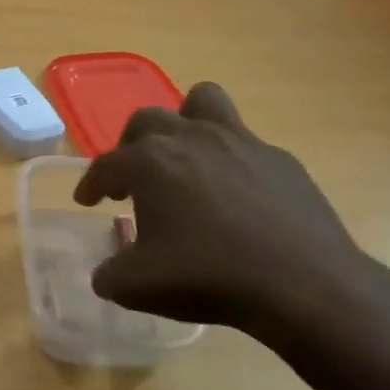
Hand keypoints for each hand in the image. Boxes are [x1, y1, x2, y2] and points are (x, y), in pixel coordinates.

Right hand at [73, 83, 386, 339]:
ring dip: (183, 122)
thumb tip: (106, 272)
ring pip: (202, 102)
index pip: (105, 165)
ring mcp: (240, 142)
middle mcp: (190, 139)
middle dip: (130, 147)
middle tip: (132, 181)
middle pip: (147, 121)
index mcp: (150, 163)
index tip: (87, 201)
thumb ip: (109, 274)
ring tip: (182, 157)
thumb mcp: (136, 287)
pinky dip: (228, 160)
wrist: (303, 284)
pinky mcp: (279, 158)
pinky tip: (233, 196)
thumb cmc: (208, 277)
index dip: (90, 184)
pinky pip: (244, 142)